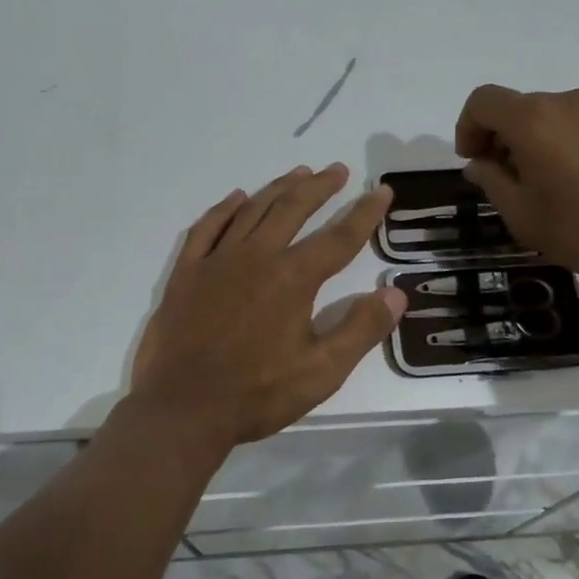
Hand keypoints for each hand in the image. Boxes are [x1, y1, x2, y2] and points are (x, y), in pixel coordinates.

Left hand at [128, 163, 406, 451]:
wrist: (182, 409)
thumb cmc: (257, 393)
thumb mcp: (321, 372)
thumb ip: (361, 330)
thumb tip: (396, 294)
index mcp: (293, 278)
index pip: (339, 237)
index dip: (364, 213)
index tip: (381, 191)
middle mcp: (257, 256)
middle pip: (293, 209)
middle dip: (319, 187)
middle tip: (336, 169)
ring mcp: (217, 260)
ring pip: (253, 210)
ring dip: (279, 188)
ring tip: (298, 173)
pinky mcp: (187, 272)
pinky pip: (207, 227)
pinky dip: (224, 209)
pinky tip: (236, 198)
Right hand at [454, 85, 578, 291]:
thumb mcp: (520, 213)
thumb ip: (491, 180)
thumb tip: (480, 163)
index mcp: (532, 119)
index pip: (483, 101)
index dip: (467, 127)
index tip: (472, 161)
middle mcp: (564, 101)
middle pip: (515, 106)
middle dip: (498, 137)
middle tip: (502, 179)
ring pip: (545, 114)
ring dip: (529, 139)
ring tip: (539, 183)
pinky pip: (574, 122)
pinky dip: (558, 140)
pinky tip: (571, 180)